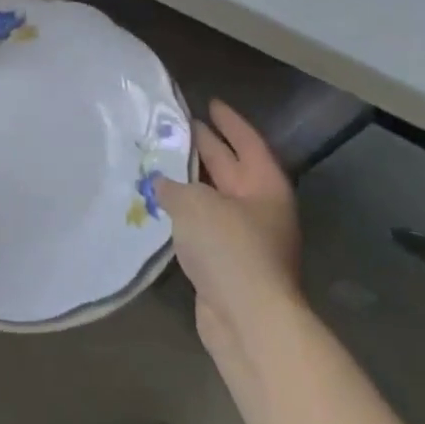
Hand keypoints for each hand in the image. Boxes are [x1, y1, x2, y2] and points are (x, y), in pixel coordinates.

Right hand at [155, 100, 304, 370]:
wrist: (247, 320)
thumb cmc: (230, 248)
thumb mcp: (196, 204)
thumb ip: (174, 186)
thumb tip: (161, 182)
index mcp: (265, 184)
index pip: (247, 141)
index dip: (228, 121)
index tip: (210, 102)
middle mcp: (259, 207)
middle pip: (230, 167)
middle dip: (205, 146)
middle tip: (176, 126)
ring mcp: (245, 238)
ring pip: (214, 198)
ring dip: (190, 181)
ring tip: (159, 160)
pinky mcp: (227, 264)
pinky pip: (203, 226)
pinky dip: (185, 213)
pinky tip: (161, 204)